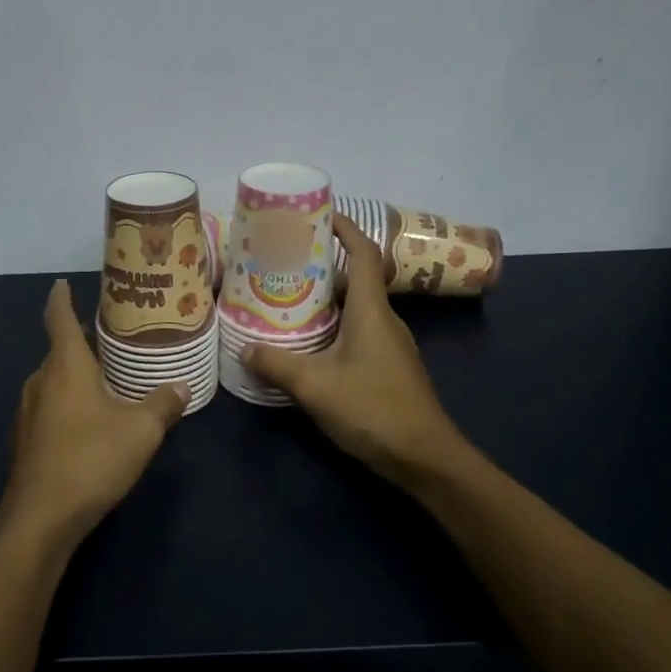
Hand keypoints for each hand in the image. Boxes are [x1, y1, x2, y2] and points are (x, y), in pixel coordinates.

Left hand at [0, 279, 187, 551]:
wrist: (41, 517)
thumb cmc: (91, 459)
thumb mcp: (140, 431)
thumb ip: (163, 405)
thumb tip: (183, 386)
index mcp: (65, 366)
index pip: (59, 318)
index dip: (61, 298)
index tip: (61, 283)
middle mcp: (40, 381)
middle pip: (59, 352)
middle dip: (81, 345)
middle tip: (111, 342)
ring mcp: (27, 412)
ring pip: (53, 382)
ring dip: (74, 378)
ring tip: (105, 383)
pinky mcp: (24, 440)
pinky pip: (48, 409)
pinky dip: (66, 405)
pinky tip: (87, 425)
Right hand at [242, 215, 462, 490]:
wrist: (426, 458)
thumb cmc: (374, 409)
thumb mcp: (315, 386)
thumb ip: (277, 364)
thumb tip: (245, 348)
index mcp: (371, 311)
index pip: (363, 253)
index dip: (344, 228)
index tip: (318, 213)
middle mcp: (383, 319)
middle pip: (354, 278)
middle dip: (321, 264)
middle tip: (282, 260)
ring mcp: (388, 344)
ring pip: (353, 307)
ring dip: (323, 298)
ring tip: (285, 296)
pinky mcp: (386, 366)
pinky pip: (355, 330)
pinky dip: (331, 324)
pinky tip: (305, 340)